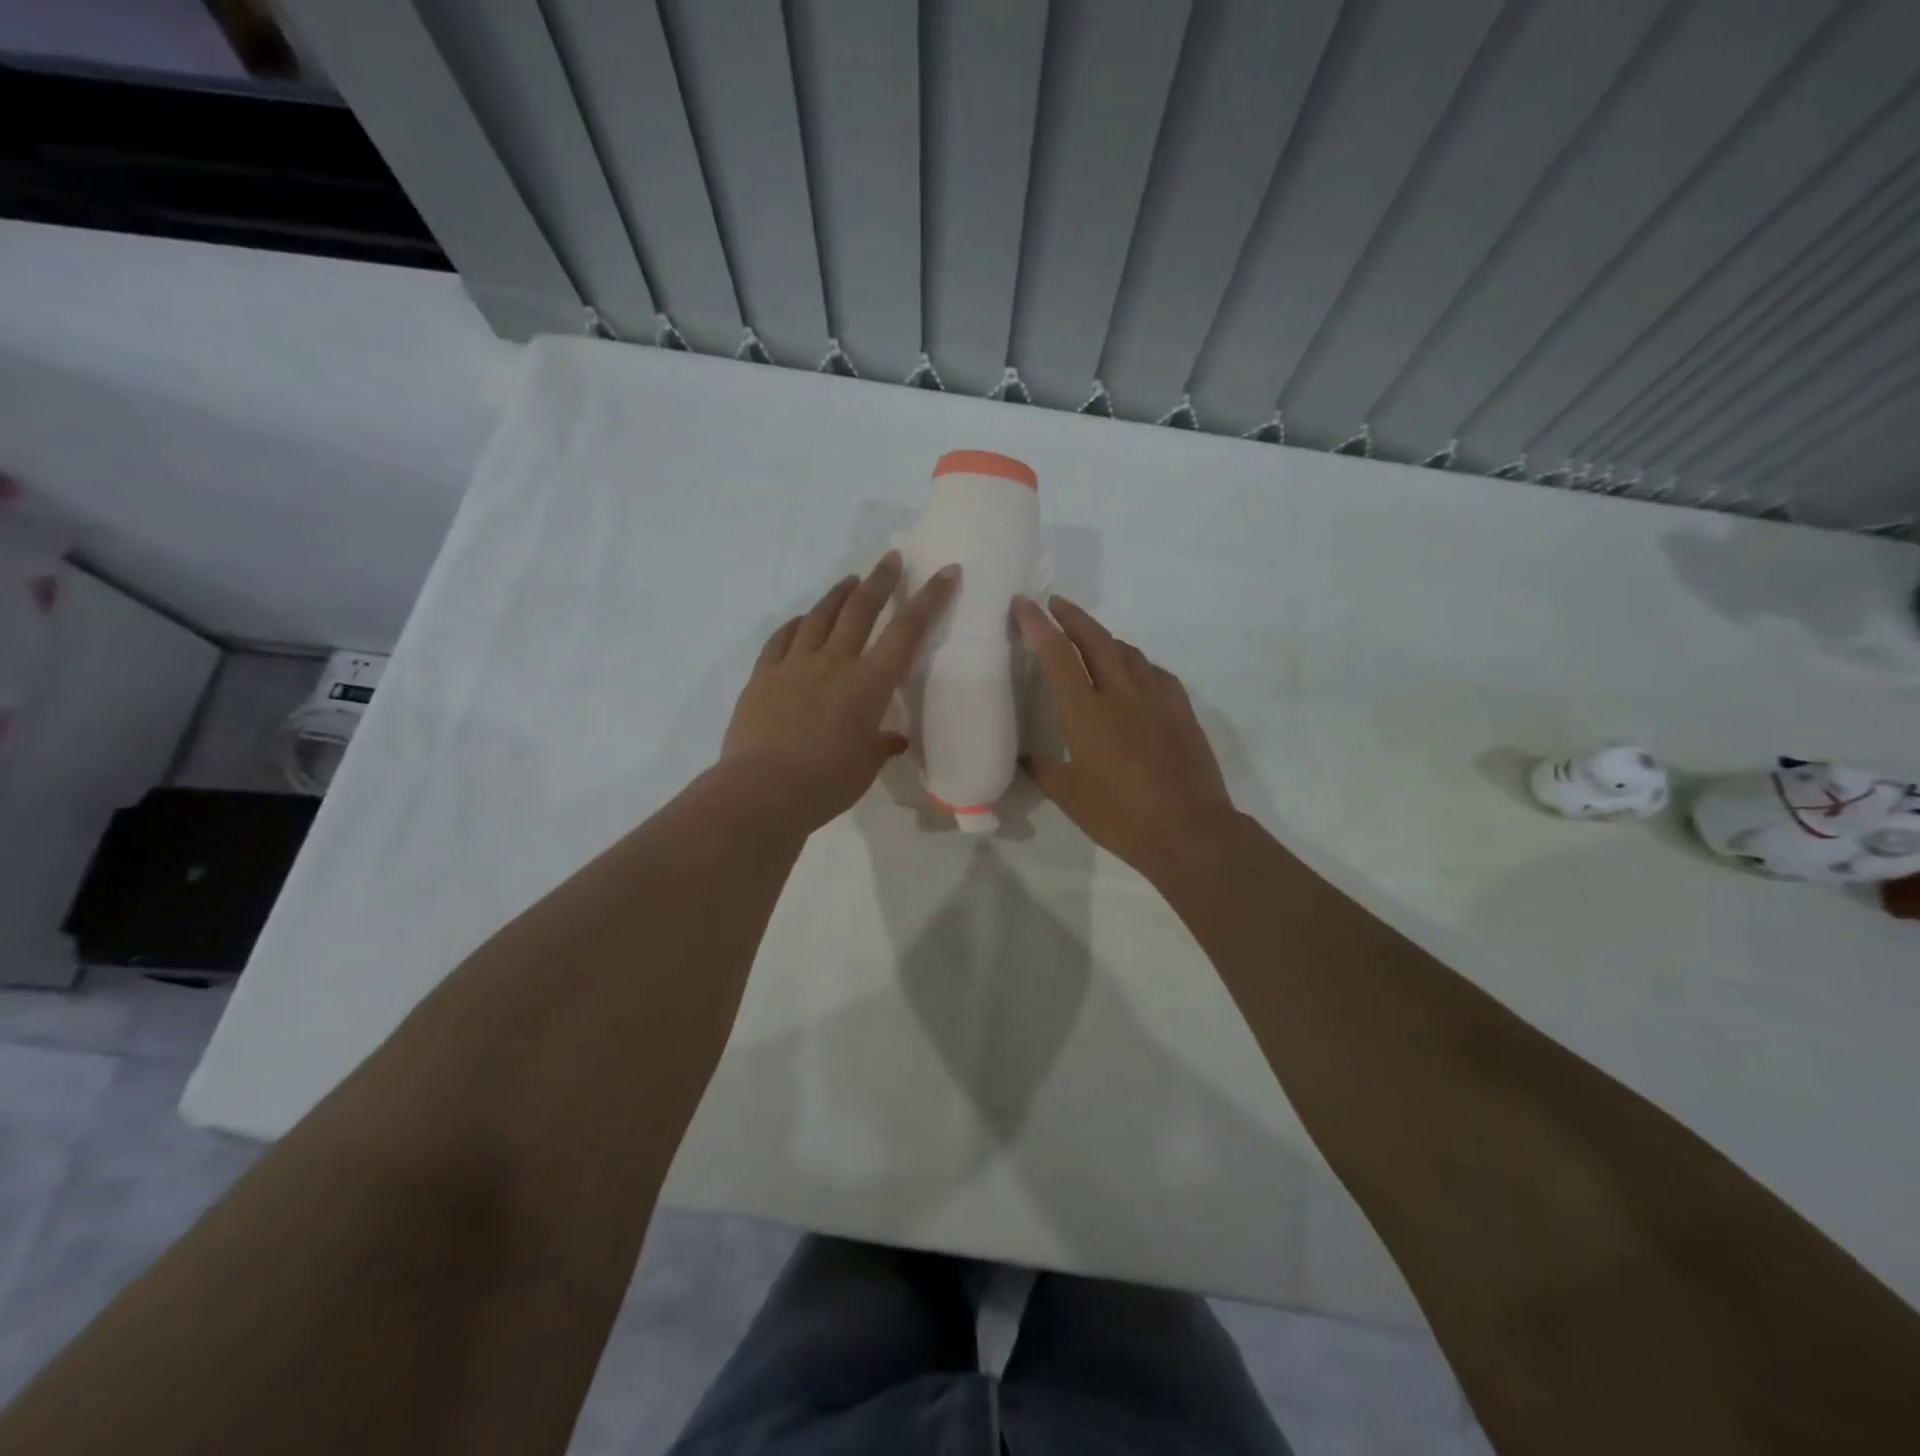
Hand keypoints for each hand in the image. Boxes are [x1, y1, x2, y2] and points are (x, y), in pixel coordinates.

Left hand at [722, 552, 957, 833]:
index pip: (907, 632)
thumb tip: (893, 739)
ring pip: (820, 615)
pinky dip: (797, 623)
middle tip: (891, 559)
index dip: (930, 599)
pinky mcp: (763, 675)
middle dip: (881, 580)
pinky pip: (782, 638)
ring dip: (838, 594)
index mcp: (869, 684)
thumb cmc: (826, 784)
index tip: (947, 572)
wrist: (762, 792)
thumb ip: (880, 745)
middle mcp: (834, 663)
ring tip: (850, 580)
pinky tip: (802, 619)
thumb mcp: (864, 767)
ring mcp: (794, 665)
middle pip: (861, 609)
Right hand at [1015, 595, 1234, 871]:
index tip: (1024, 603)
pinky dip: (1139, 664)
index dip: (1038, 625)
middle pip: (1095, 640)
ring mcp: (1156, 699)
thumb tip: (1027, 757)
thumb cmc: (1120, 816)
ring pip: (1129, 652)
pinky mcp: (1182, 711)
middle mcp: (1121, 694)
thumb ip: (1044, 770)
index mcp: (1086, 712)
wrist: (1188, 830)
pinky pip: (1157, 673)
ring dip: (1106, 638)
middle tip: (1056, 604)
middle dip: (1073, 617)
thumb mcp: (1069, 796)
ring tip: (1092, 639)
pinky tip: (1136, 673)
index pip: (1057, 655)